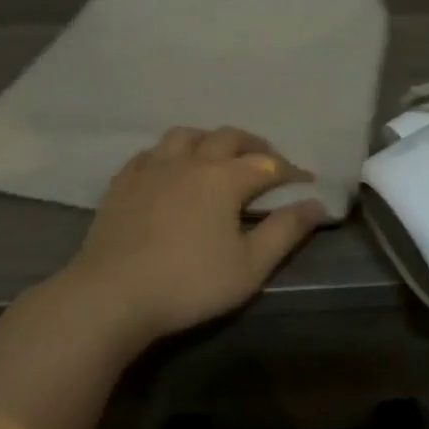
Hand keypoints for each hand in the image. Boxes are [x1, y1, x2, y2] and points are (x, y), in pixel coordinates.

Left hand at [56, 126, 328, 345]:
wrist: (112, 294)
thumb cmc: (189, 283)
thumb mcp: (249, 266)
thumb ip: (285, 231)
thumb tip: (316, 204)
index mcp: (224, 177)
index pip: (268, 164)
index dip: (291, 171)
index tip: (306, 183)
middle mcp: (190, 160)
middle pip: (228, 137)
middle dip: (254, 146)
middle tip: (267, 162)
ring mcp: (153, 166)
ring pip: (186, 135)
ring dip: (210, 140)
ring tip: (219, 157)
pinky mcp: (124, 180)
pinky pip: (152, 152)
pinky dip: (171, 153)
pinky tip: (170, 168)